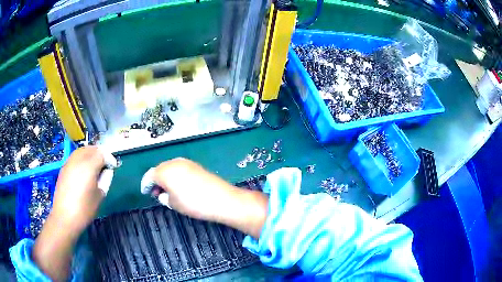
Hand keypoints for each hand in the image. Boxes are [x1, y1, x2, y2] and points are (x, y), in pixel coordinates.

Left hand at [34, 146, 106, 281]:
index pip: (102, 154)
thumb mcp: (99, 196)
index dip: (109, 159)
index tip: (113, 167)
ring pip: (82, 150)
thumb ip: (105, 179)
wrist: (65, 217)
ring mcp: (69, 162)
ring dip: (90, 154)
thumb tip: (107, 170)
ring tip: (94, 166)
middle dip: (100, 154)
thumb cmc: (84, 209)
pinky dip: (82, 158)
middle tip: (105, 164)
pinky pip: (75, 156)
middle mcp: (78, 159)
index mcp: (89, 166)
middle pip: (91, 149)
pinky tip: (83, 170)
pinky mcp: (64, 167)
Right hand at [153, 158, 235, 221]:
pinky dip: (176, 175)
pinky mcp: (196, 165)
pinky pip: (180, 168)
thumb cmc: (193, 204)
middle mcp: (173, 162)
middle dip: (156, 180)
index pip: (149, 176)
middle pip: (159, 169)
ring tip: (168, 190)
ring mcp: (186, 162)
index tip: (145, 192)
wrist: (221, 199)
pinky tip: (179, 185)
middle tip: (157, 193)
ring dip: (166, 177)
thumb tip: (162, 193)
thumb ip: (164, 197)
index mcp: (164, 171)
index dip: (146, 185)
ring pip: (170, 167)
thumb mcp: (173, 204)